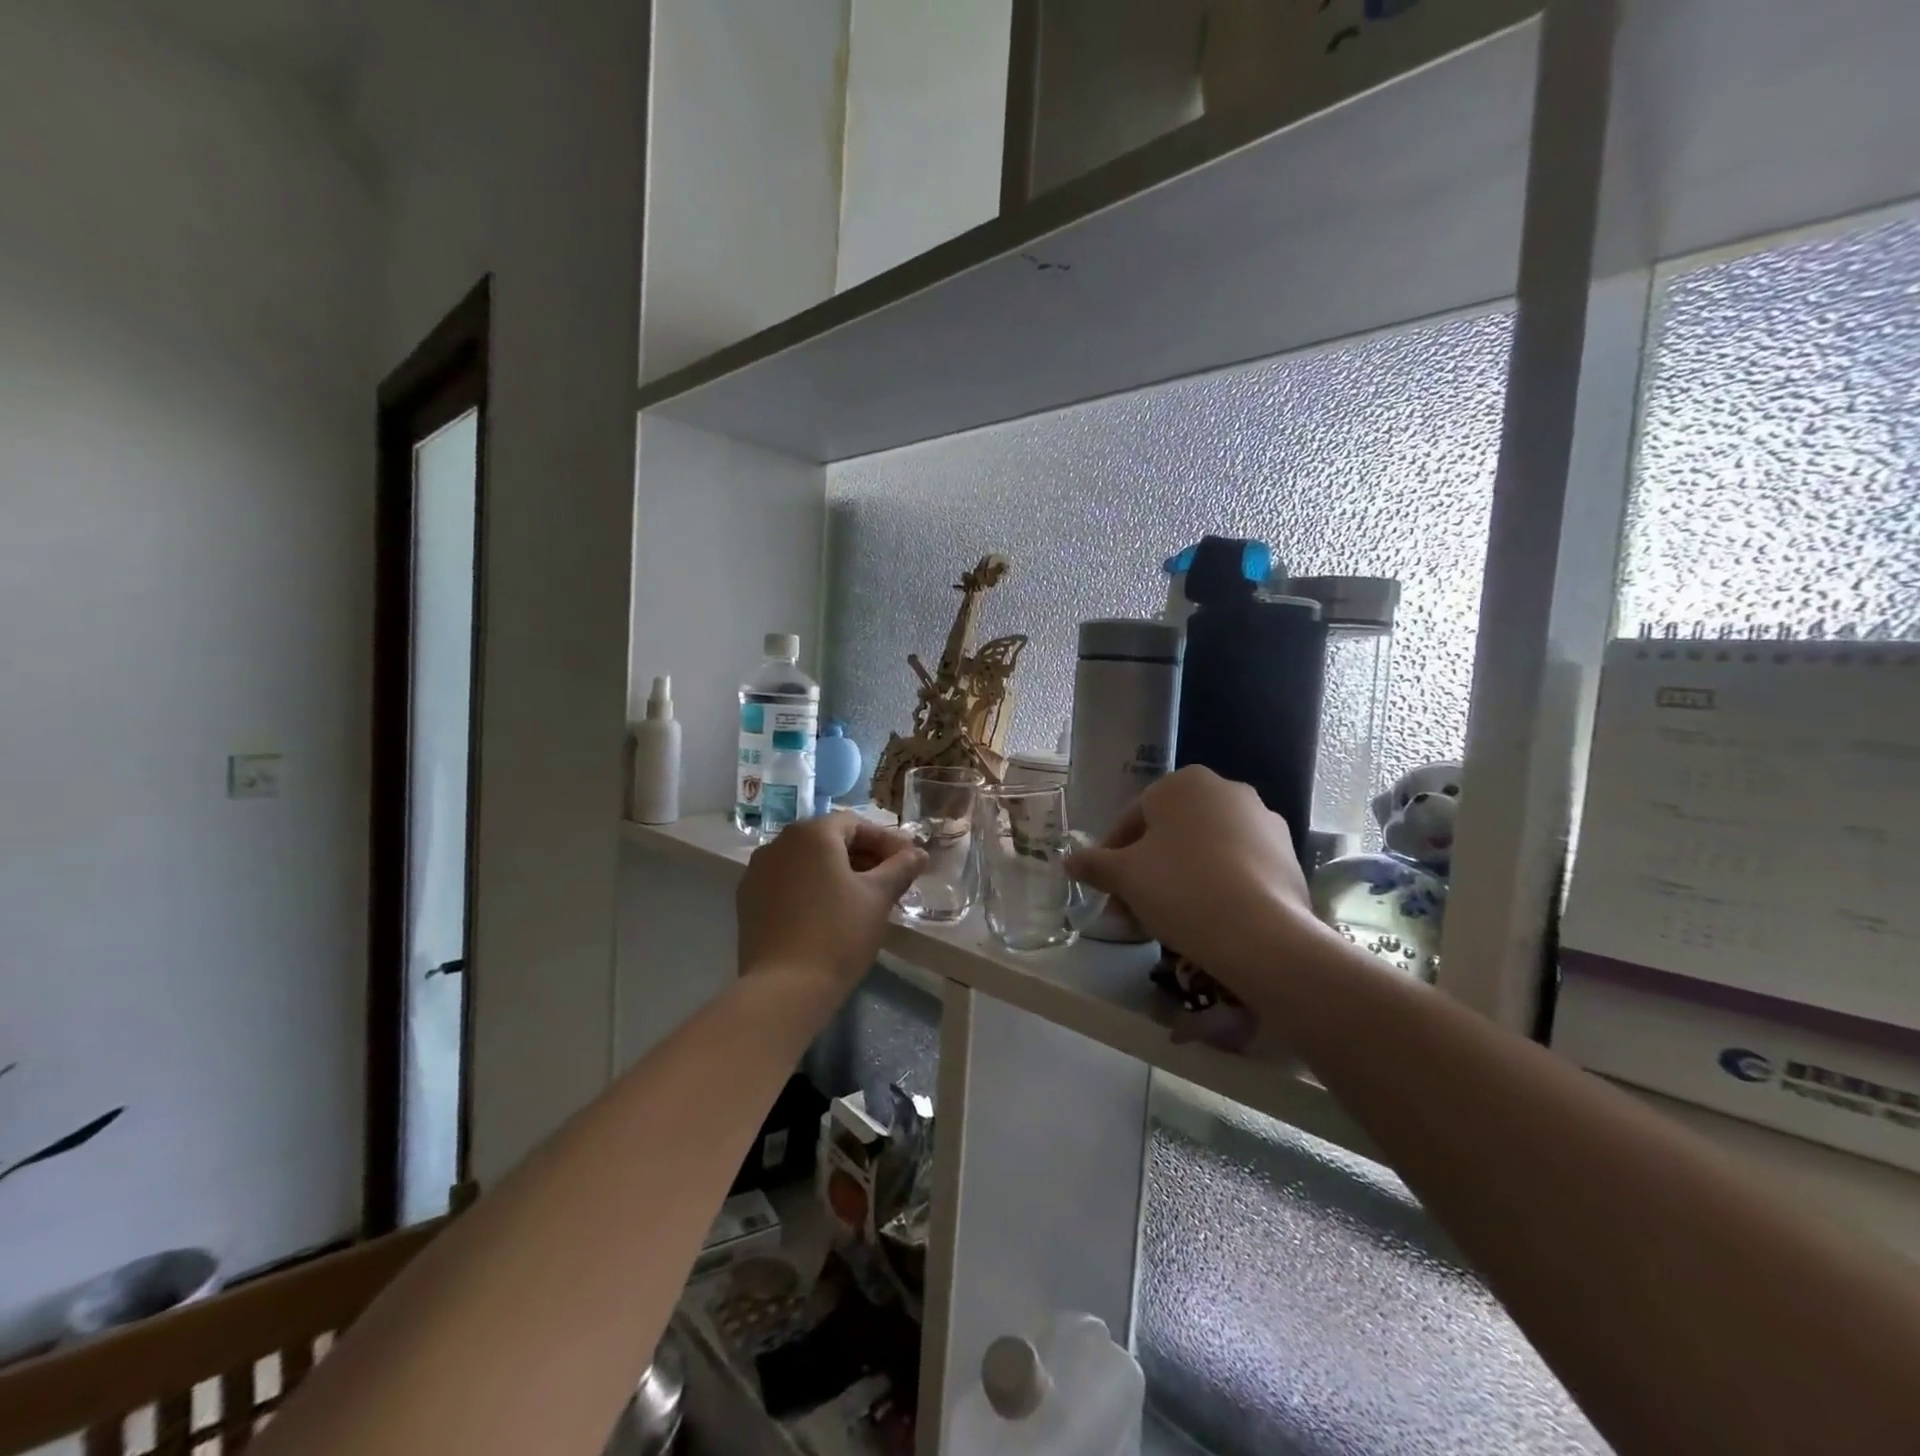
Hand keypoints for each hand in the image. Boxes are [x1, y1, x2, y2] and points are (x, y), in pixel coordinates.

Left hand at [736, 814, 926, 993]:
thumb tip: (918, 853)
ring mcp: (758, 871)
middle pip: (829, 839)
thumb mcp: (878, 897)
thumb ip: (901, 868)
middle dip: (863, 855)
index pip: (856, 824)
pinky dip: (811, 888)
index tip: (909, 862)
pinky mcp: (748, 900)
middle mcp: (779, 843)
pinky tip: (828, 912)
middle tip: (890, 880)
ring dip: (836, 871)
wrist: (784, 988)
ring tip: (862, 897)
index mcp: (812, 833)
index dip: (886, 841)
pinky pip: (787, 882)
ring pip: (807, 861)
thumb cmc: (839, 933)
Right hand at [1066, 767, 1329, 1003]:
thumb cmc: (1180, 888)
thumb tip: (1069, 861)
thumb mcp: (1124, 876)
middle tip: (1132, 908)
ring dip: (1180, 876)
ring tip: (1168, 918)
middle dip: (1147, 868)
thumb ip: (1094, 864)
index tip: (1107, 889)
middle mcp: (1227, 790)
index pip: (1133, 817)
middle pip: (1170, 832)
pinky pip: (1238, 866)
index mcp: (1184, 783)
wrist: (1260, 933)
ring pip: (1205, 849)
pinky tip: (1207, 918)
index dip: (1112, 855)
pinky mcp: (1288, 854)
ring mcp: (1264, 821)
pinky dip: (1217, 885)